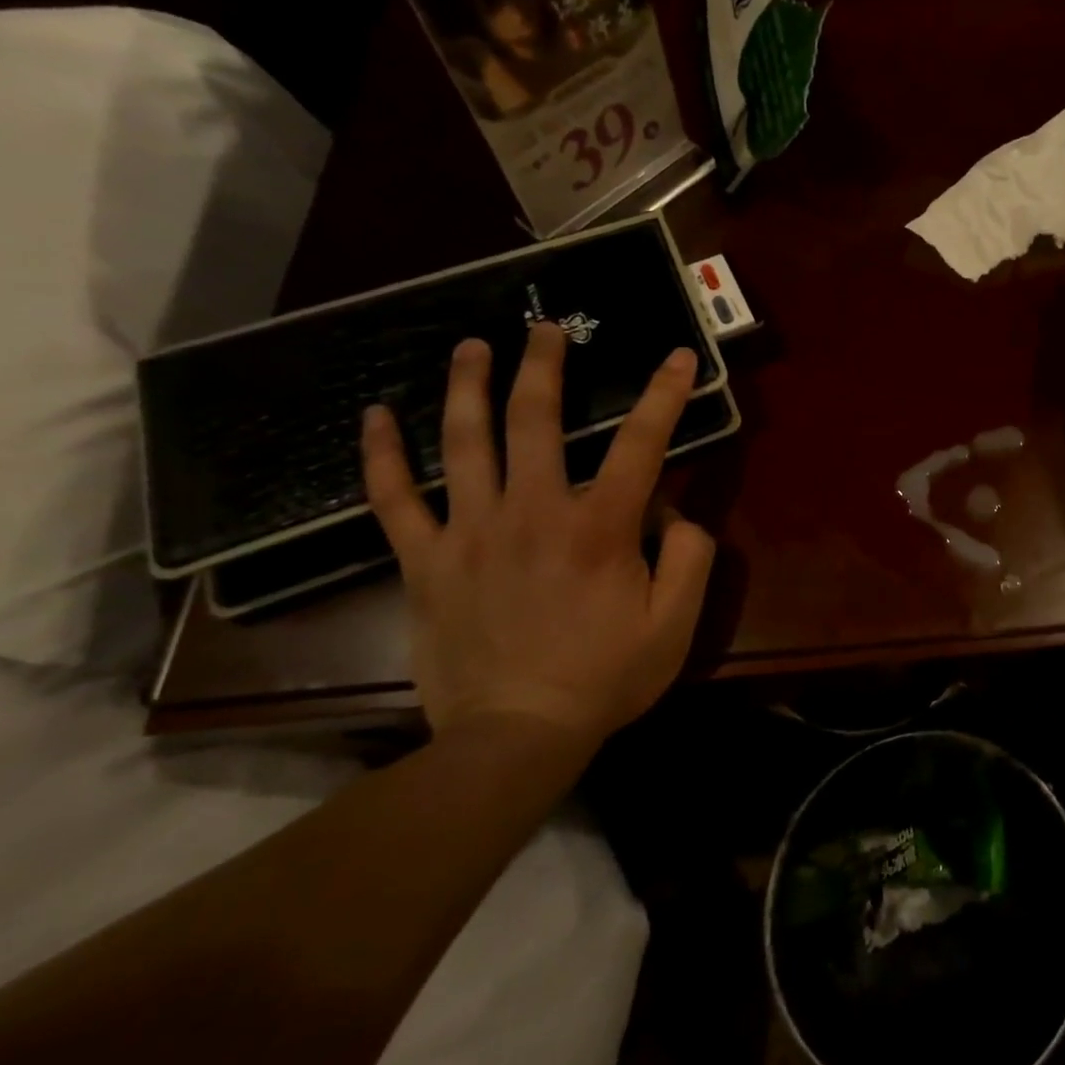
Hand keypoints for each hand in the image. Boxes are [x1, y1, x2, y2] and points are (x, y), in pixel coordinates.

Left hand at [360, 324, 714, 748]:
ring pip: (464, 443)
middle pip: (536, 420)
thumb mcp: (676, 623)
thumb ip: (690, 556)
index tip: (677, 356)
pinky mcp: (427, 562)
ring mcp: (471, 533)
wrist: (514, 737)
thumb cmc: (605, 677)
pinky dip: (382, 456)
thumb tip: (676, 510)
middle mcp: (534, 512)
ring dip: (469, 386)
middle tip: (547, 328)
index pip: (642, 443)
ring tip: (472, 347)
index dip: (665, 394)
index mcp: (601, 527)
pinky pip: (395, 501)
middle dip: (546, 366)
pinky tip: (375, 416)